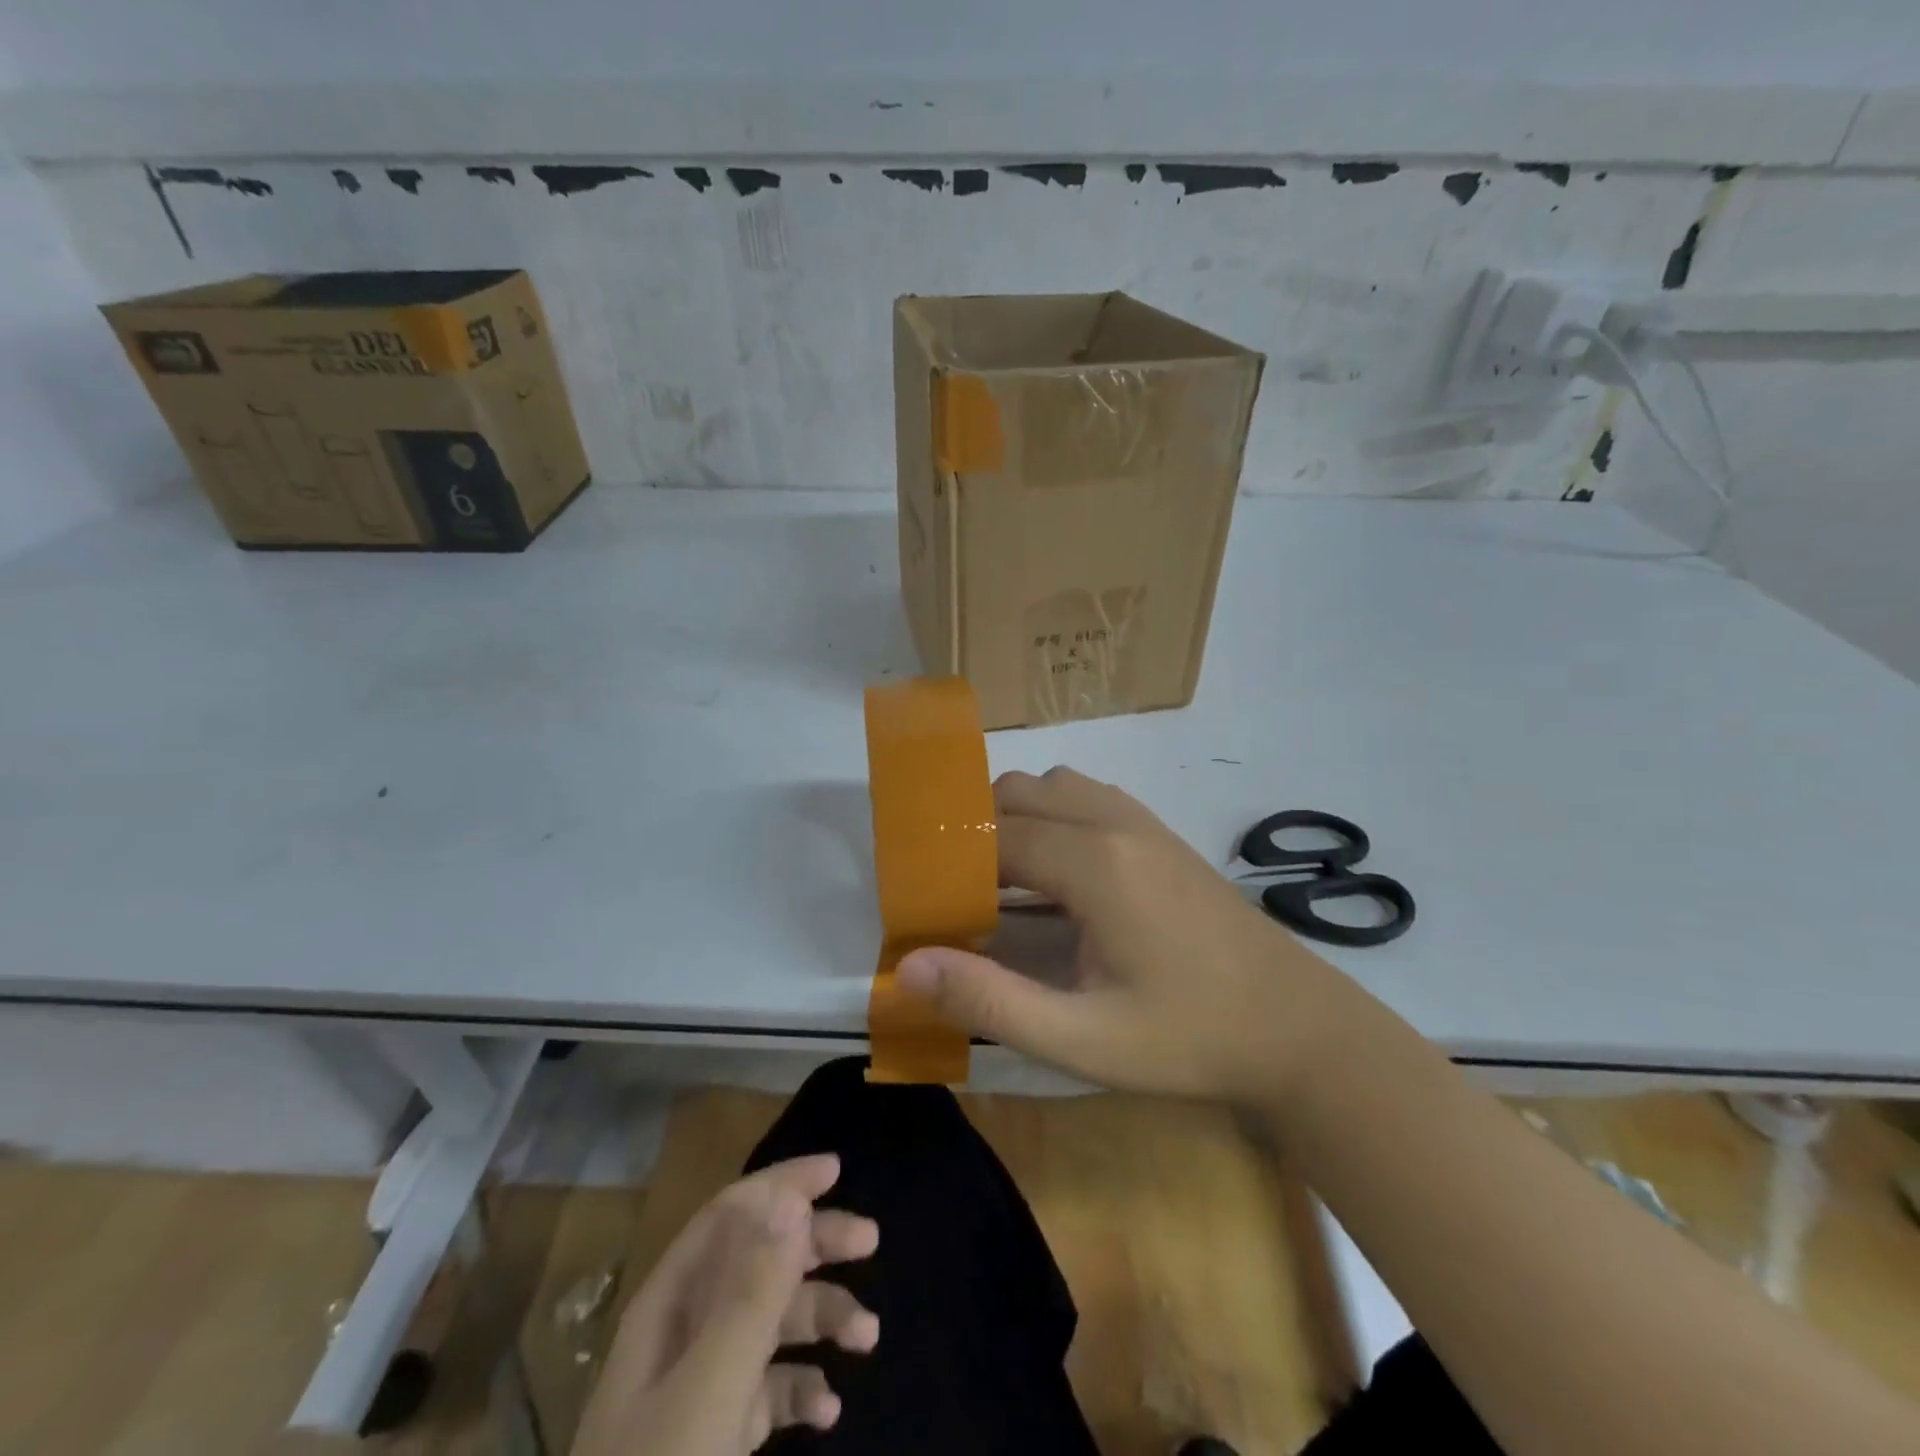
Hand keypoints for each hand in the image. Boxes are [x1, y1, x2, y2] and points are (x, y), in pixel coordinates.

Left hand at [571, 1155, 878, 1455]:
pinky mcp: (714, 1436)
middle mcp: (684, 1332)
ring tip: (867, 1338)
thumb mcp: (708, 1391)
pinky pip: (767, 1389)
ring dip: (821, 1318)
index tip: (835, 1172)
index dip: (781, 1185)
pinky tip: (828, 1409)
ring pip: (770, 1323)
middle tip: (870, 1240)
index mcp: (670, 1306)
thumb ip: (751, 1295)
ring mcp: (699, 1386)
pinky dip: (802, 1388)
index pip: (731, 1215)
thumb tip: (790, 1200)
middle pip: (757, 1261)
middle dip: (814, 1243)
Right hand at [897, 766, 1355, 1103]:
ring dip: (1017, 819)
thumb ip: (990, 1000)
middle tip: (962, 897)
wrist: (1296, 1028)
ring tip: (1005, 883)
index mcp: (1094, 863)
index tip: (927, 902)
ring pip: (1052, 786)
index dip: (949, 863)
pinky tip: (1059, 875)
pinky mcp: (1161, 832)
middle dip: (977, 835)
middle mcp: (1114, 822)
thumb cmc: (1188, 1037)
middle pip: (1016, 794)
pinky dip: (1053, 816)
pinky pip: (1087, 797)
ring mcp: (1143, 821)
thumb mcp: (1082, 1039)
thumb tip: (908, 967)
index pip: (993, 836)